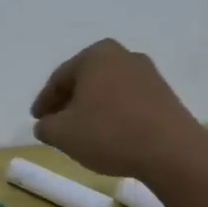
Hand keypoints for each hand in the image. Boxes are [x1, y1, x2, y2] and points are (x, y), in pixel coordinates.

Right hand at [30, 39, 203, 179]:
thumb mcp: (63, 133)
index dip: (44, 102)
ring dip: (92, 108)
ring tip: (82, 132)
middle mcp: (123, 56)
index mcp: (96, 55)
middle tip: (56, 124)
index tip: (36, 120)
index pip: (60, 78)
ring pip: (108, 90)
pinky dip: (113, 114)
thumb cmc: (109, 133)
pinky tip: (109, 134)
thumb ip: (45, 126)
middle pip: (85, 80)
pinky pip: (128, 101)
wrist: (170, 150)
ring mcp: (148, 74)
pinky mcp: (165, 95)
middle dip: (69, 102)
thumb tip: (45, 125)